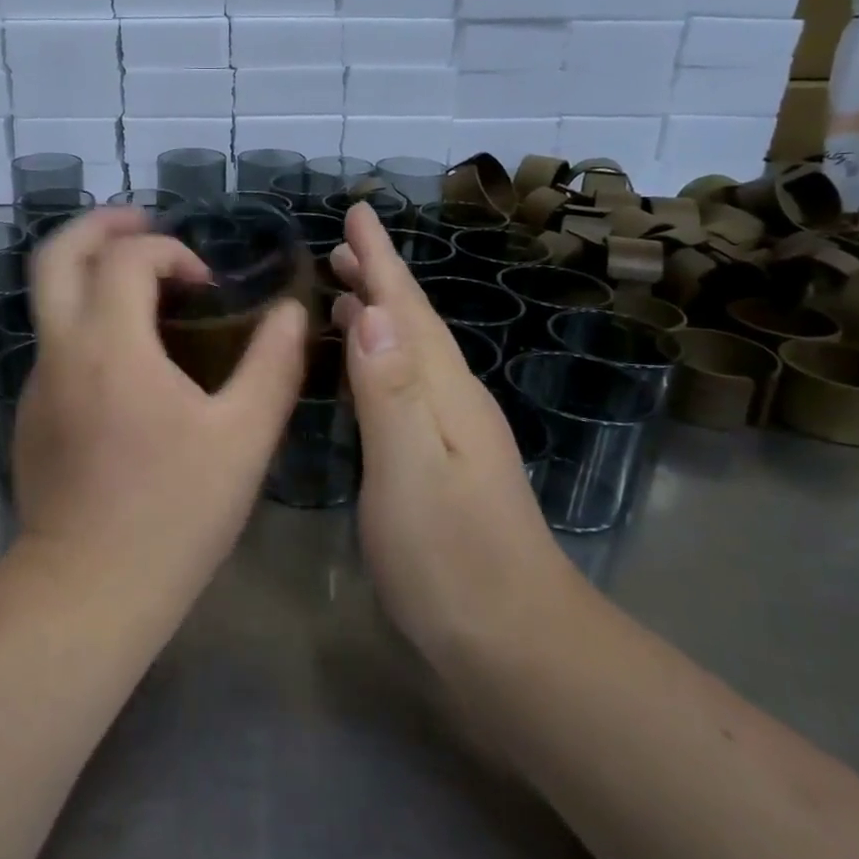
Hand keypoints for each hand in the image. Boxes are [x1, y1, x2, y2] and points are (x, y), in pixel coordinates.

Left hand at [12, 208, 308, 604]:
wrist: (88, 590)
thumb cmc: (173, 513)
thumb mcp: (243, 438)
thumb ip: (272, 365)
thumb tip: (291, 313)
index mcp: (109, 344)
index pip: (125, 258)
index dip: (169, 251)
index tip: (205, 284)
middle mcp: (61, 350)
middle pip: (56, 255)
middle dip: (99, 225)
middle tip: (143, 222)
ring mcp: (37, 382)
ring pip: (50, 298)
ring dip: (92, 273)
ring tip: (143, 286)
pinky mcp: (31, 414)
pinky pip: (56, 342)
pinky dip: (88, 320)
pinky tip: (128, 359)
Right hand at [328, 204, 574, 657]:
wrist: (516, 646)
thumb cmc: (451, 561)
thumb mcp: (409, 473)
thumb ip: (390, 392)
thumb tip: (370, 312)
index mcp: (444, 393)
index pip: (406, 309)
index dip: (379, 260)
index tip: (357, 212)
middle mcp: (454, 401)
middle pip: (413, 324)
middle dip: (379, 278)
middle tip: (342, 245)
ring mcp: (454, 433)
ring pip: (411, 354)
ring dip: (380, 316)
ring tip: (345, 294)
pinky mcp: (444, 463)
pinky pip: (408, 386)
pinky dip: (384, 360)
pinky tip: (368, 370)